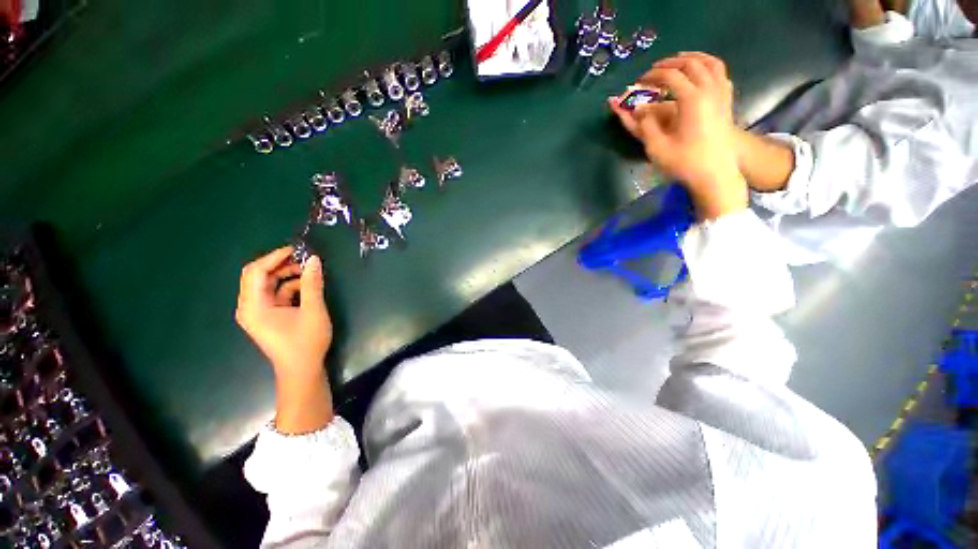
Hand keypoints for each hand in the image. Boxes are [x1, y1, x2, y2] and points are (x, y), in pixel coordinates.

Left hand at [236, 247, 331, 382]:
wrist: (302, 370)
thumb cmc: (305, 342)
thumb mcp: (313, 310)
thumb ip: (312, 284)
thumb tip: (314, 259)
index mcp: (253, 306)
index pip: (256, 272)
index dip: (275, 257)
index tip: (298, 250)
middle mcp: (249, 306)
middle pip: (259, 276)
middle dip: (281, 264)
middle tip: (305, 259)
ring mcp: (258, 311)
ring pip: (268, 284)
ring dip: (287, 275)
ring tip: (310, 271)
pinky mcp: (268, 316)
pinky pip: (275, 293)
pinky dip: (290, 286)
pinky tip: (307, 286)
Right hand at [608, 52, 747, 219]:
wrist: (715, 175)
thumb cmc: (684, 163)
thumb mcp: (657, 147)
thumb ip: (645, 125)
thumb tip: (637, 109)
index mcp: (692, 100)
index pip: (670, 76)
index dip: (652, 76)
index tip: (639, 82)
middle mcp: (709, 90)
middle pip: (690, 64)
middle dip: (669, 64)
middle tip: (653, 71)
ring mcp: (721, 94)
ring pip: (709, 63)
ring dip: (691, 58)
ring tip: (677, 60)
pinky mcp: (726, 102)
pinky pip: (720, 73)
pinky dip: (708, 66)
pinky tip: (700, 71)